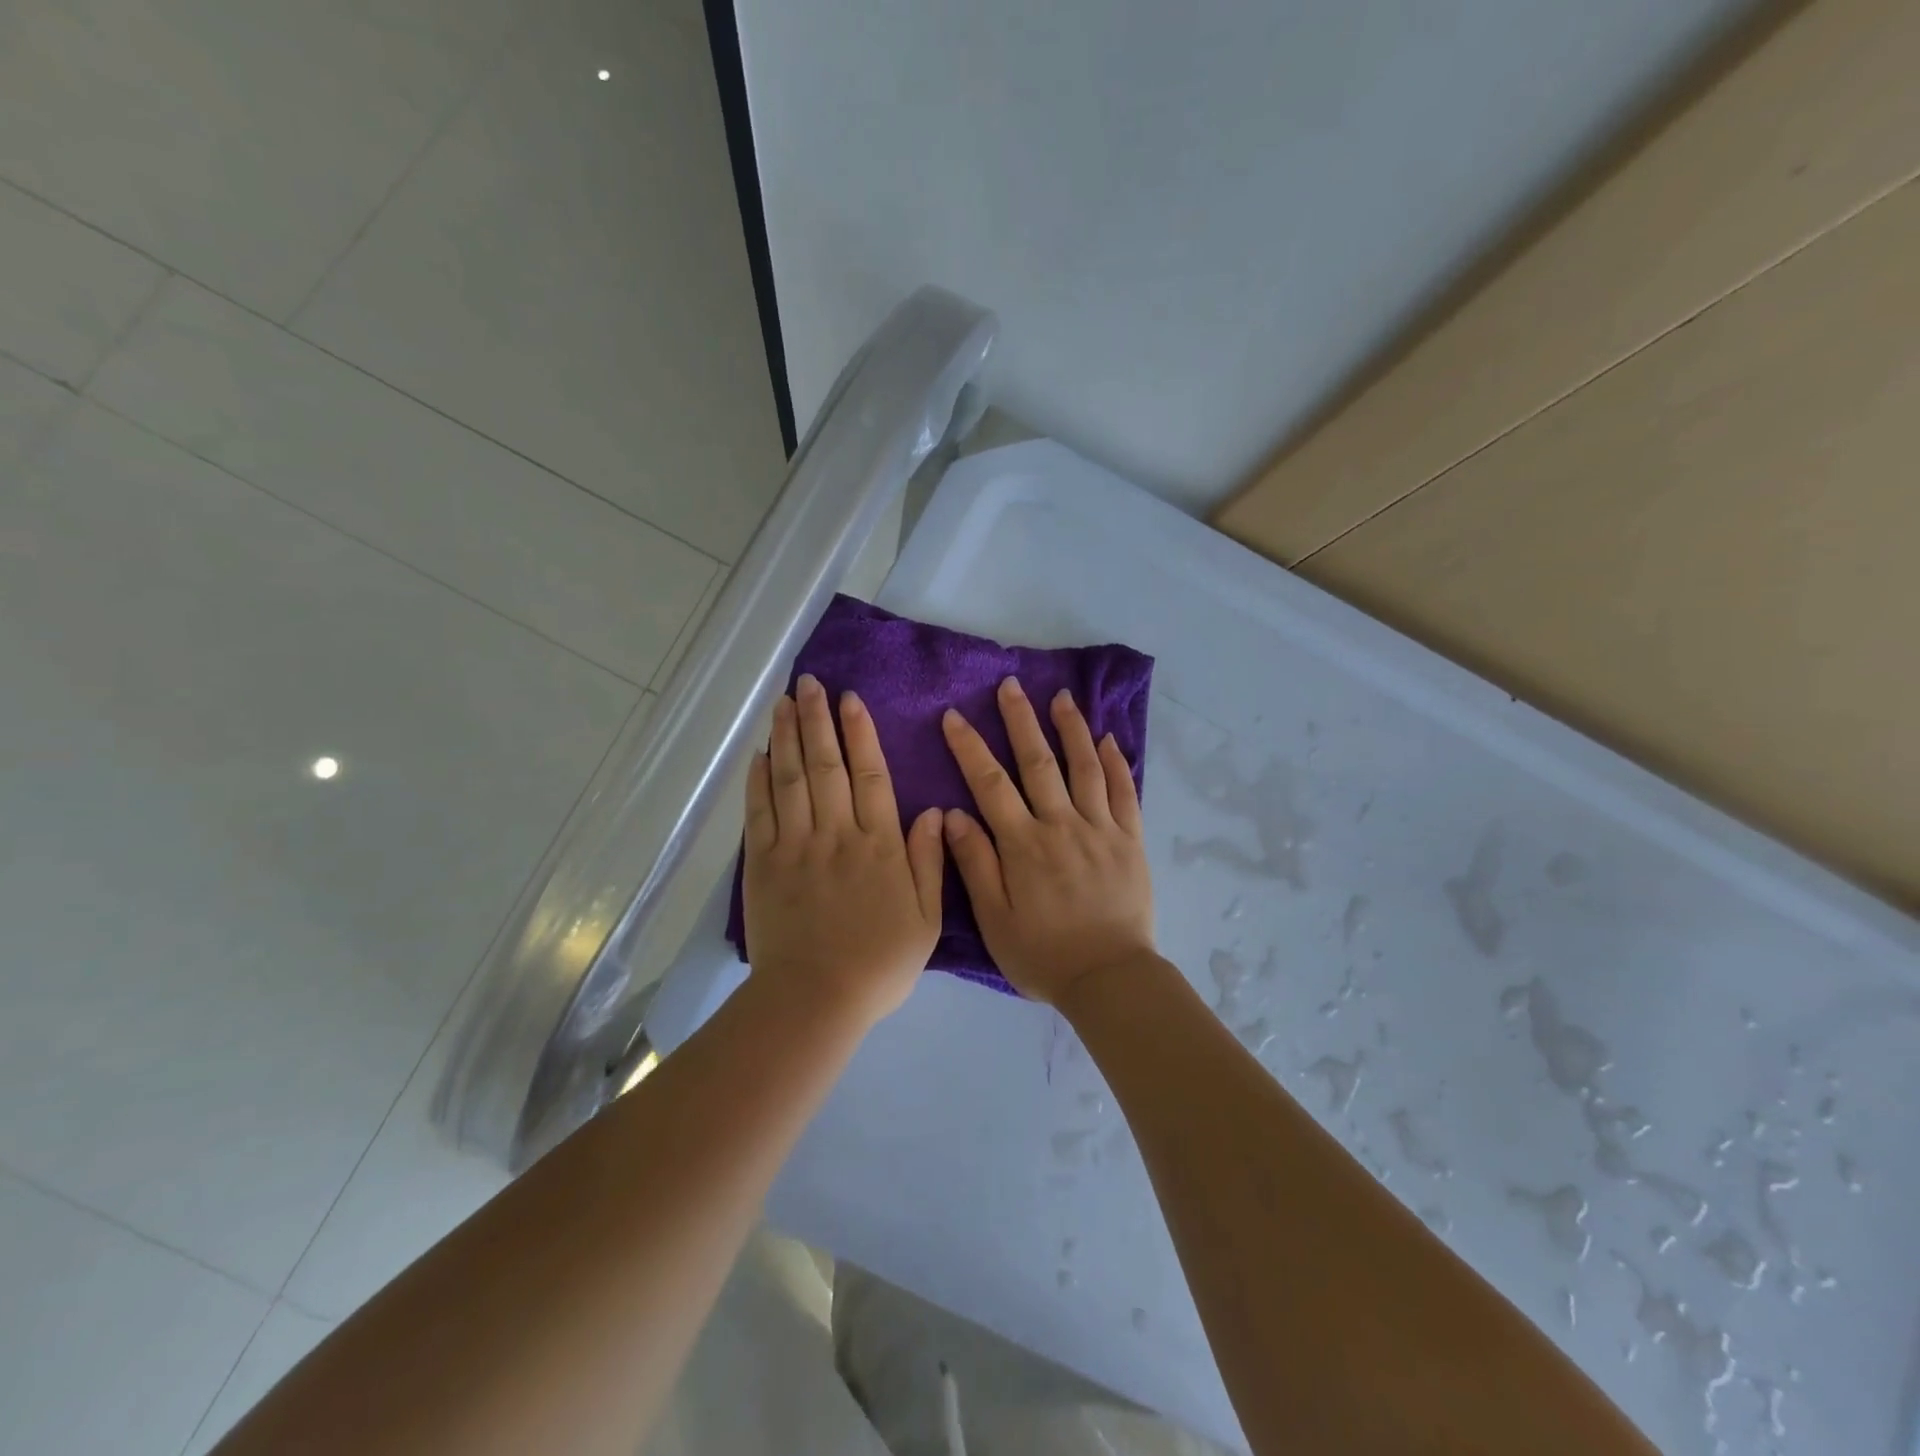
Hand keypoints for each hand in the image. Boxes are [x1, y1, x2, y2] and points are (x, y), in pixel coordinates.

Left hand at [743, 673, 945, 1026]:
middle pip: (826, 765)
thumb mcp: (926, 918)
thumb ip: (929, 861)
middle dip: (817, 719)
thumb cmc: (879, 962)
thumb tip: (932, 810)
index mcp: (879, 844)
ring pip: (791, 779)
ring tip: (784, 701)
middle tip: (809, 682)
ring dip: (787, 737)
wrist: (816, 998)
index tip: (850, 699)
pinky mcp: (764, 864)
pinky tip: (760, 754)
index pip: (869, 775)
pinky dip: (759, 781)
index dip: (859, 733)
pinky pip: (760, 813)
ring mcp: (796, 846)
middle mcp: (836, 834)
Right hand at [940, 678, 1155, 1006]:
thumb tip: (952, 814)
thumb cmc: (1043, 954)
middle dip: (1021, 720)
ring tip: (1061, 697)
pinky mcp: (1130, 840)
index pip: (990, 784)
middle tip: (1010, 685)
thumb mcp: (994, 920)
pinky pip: (1125, 792)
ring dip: (1071, 728)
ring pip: (1084, 767)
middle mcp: (1062, 825)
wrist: (1109, 978)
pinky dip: (1116, 762)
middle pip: (1038, 762)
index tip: (954, 716)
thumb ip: (975, 864)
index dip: (970, 747)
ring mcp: (1101, 828)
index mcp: (1024, 844)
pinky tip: (1109, 739)